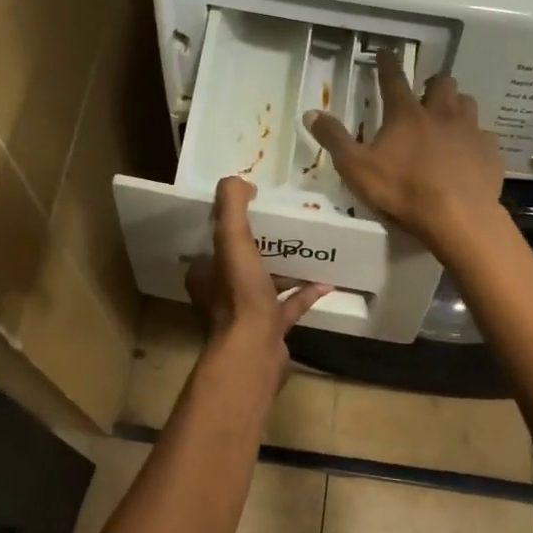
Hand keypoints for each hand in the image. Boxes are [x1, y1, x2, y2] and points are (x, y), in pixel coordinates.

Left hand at [186, 177, 331, 372]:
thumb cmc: (239, 295)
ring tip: (308, 250)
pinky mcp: (269, 330)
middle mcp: (220, 294)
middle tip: (285, 226)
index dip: (230, 225)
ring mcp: (246, 315)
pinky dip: (305, 294)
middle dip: (262, 246)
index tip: (254, 207)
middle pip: (241, 263)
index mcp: (206, 274)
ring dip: (285, 270)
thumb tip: (236, 180)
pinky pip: (289, 306)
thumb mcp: (233, 240)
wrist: (255, 352)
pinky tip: (326, 282)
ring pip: (266, 285)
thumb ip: (231, 207)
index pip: (214, 243)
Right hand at [304, 49, 504, 256]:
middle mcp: (441, 113)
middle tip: (425, 94)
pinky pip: (484, 137)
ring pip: (467, 103)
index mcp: (406, 114)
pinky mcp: (489, 152)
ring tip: (449, 119)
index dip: (387, 64)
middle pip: (441, 84)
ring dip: (456, 106)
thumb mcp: (356, 168)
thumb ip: (334, 140)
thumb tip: (311, 113)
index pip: (394, 79)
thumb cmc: (402, 190)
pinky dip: (475, 141)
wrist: (457, 216)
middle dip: (432, 84)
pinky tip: (469, 154)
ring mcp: (470, 131)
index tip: (385, 52)